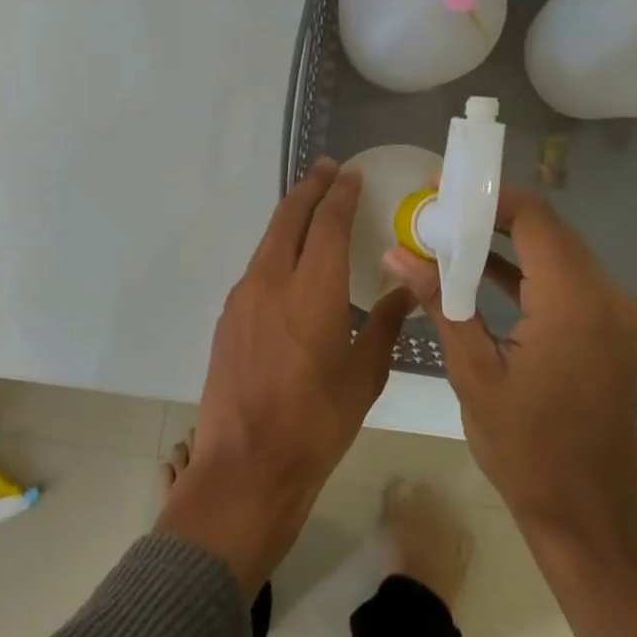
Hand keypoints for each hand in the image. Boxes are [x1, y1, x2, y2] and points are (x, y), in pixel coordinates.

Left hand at [157, 160, 414, 591]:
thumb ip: (386, 324)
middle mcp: (272, 281)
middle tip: (327, 170)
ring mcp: (243, 298)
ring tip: (311, 211)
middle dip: (309, 189)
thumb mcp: (365, 375)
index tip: (350, 174)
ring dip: (290, 219)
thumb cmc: (317, 423)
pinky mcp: (228, 318)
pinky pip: (256, 269)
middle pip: (289, 218)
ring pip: (268, 241)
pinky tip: (290, 266)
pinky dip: (276, 252)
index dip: (340, 194)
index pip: (328, 223)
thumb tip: (409, 291)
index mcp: (313, 290)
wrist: (246, 466)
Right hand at [384, 185, 636, 550]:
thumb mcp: (473, 373)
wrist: (587, 513)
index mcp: (574, 302)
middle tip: (437, 211)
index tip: (441, 188)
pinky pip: (568, 281)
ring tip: (450, 234)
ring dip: (508, 241)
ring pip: (559, 253)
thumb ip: (440, 303)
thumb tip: (397, 252)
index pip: (534, 218)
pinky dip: (527, 271)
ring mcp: (616, 314)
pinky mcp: (612, 330)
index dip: (488, 196)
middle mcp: (607, 296)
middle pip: (548, 230)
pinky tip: (481, 271)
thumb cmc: (525, 449)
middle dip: (492, 215)